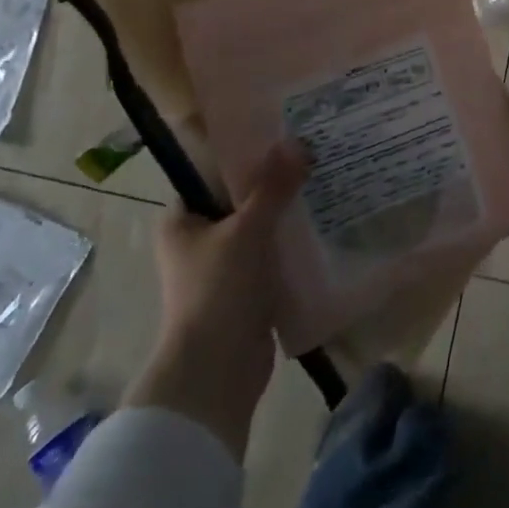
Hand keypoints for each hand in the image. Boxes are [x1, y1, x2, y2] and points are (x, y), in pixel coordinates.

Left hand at [123, 140, 307, 461]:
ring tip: (327, 186)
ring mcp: (221, 269)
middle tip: (315, 157)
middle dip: (276, 184)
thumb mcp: (248, 229)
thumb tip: (298, 142)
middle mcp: (196, 242)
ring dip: (288, 216)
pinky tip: (324, 228)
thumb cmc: (218, 290)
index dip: (248, 155)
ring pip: (260, 230)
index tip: (285, 136)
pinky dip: (292, 246)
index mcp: (181, 221)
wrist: (215, 372)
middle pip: (241, 200)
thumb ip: (274, 186)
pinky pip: (272, 258)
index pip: (214, 174)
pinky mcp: (245, 293)